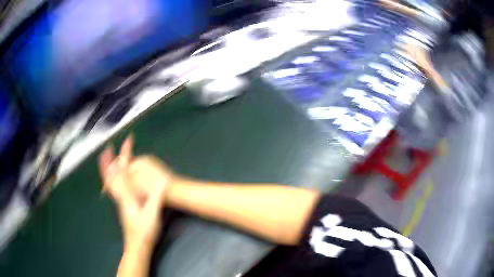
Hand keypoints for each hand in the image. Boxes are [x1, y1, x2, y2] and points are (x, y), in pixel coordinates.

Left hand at [99, 136, 166, 246]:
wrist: (137, 245)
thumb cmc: (145, 231)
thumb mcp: (152, 214)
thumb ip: (155, 197)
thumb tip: (161, 181)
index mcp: (127, 196)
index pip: (124, 171)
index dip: (126, 155)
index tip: (127, 142)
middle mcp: (120, 196)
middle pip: (111, 175)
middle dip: (109, 161)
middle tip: (106, 149)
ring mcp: (119, 202)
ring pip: (110, 182)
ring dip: (107, 169)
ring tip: (104, 160)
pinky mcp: (122, 206)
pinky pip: (112, 188)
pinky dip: (110, 179)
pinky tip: (112, 180)